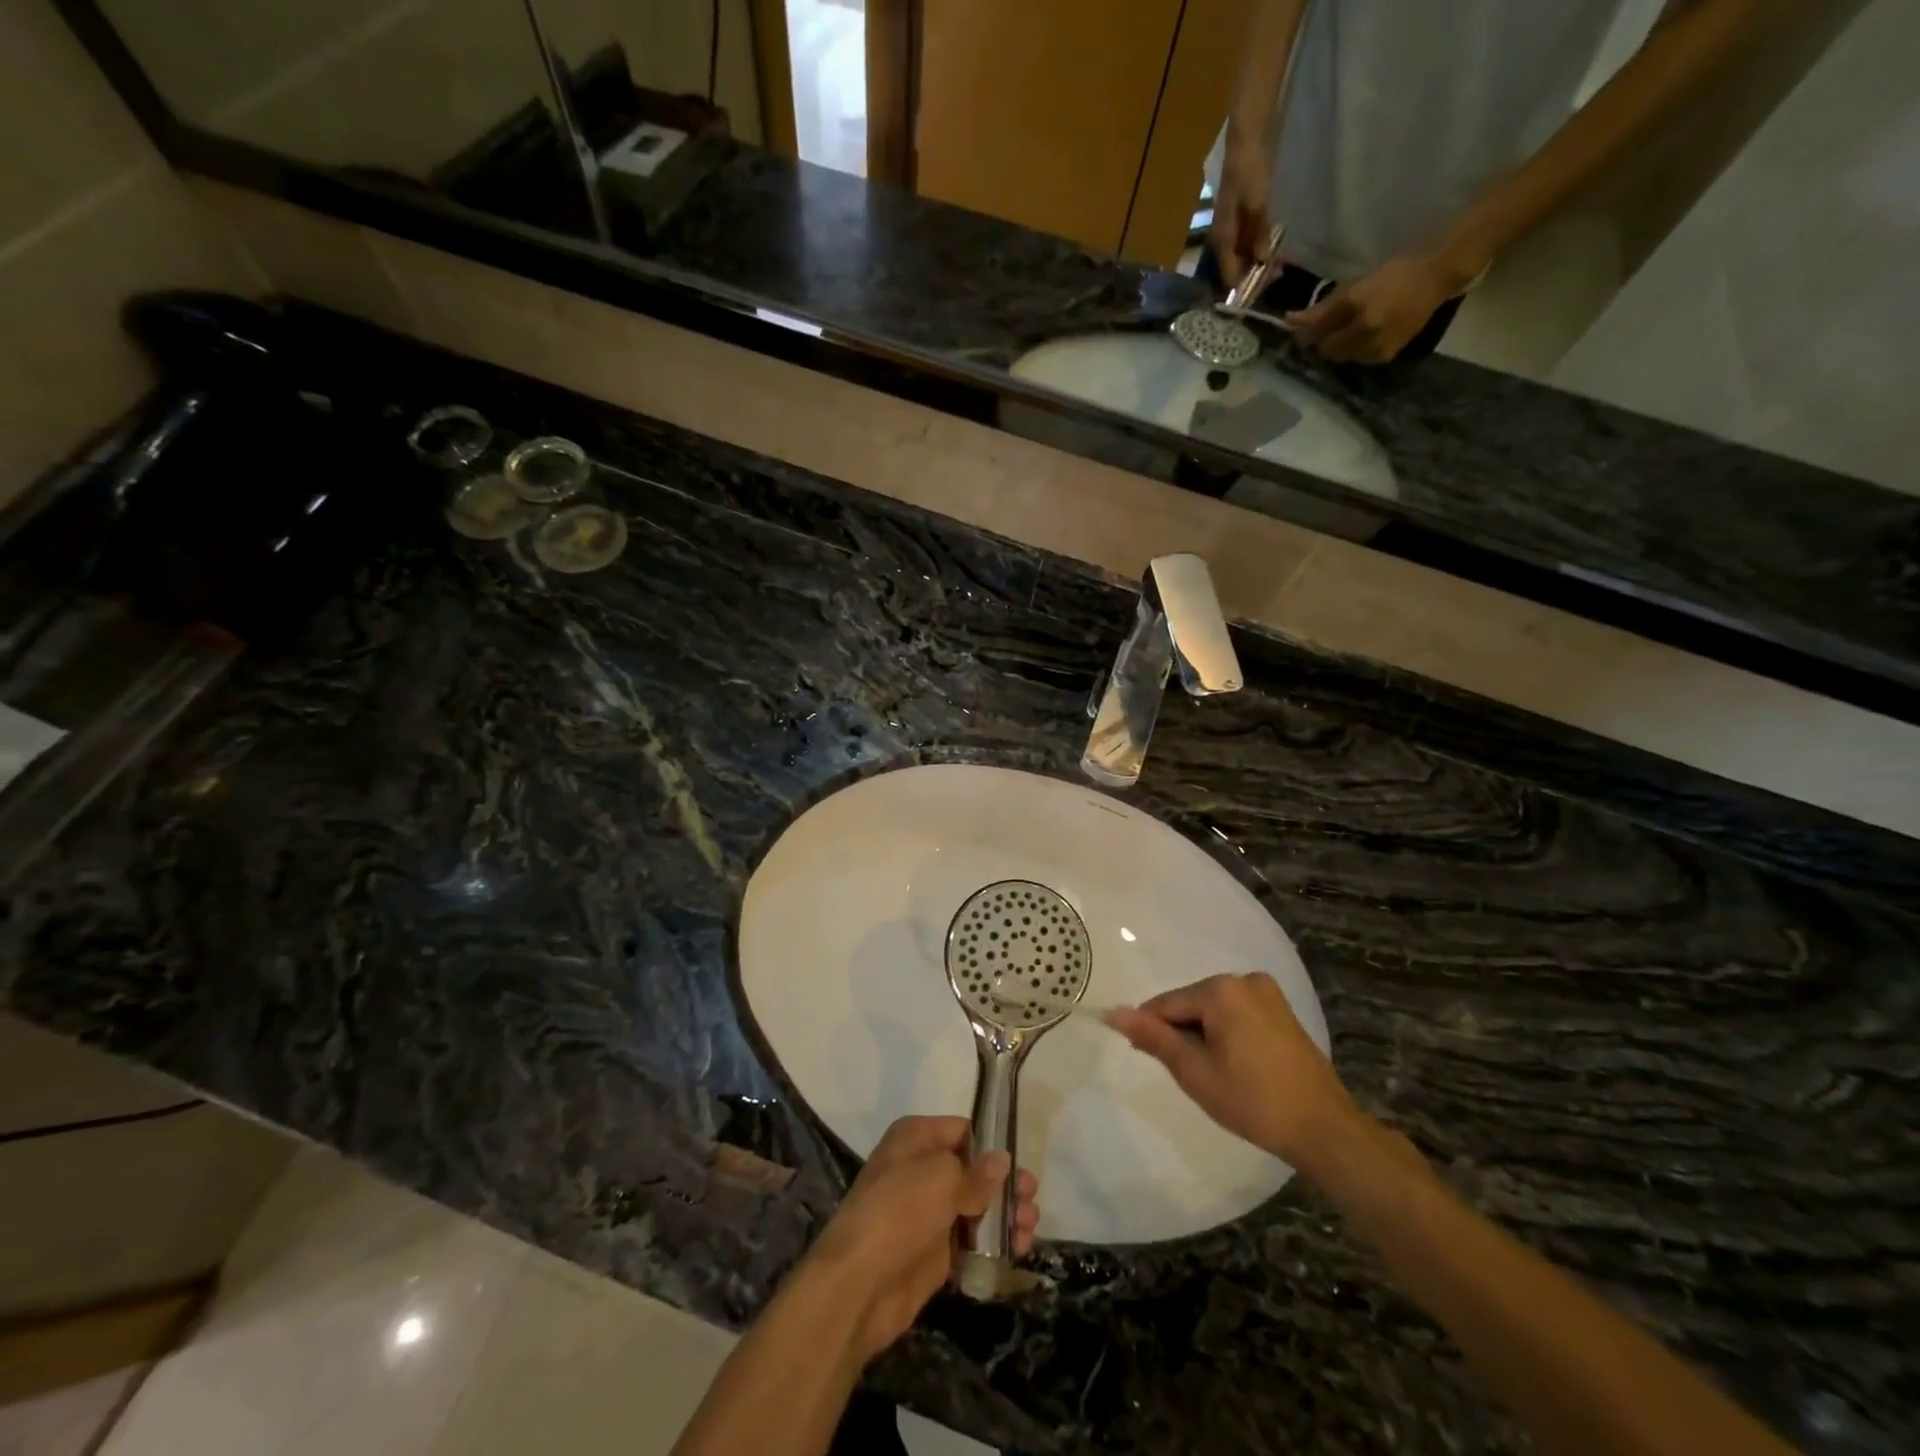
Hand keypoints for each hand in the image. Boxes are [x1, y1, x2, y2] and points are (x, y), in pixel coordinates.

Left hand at [797, 1116, 1038, 1360]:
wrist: (858, 1285)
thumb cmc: (898, 1211)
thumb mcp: (941, 1179)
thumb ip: (976, 1173)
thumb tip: (1002, 1162)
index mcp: (916, 1138)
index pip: (962, 1131)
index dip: (990, 1145)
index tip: (1018, 1163)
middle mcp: (921, 1170)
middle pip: (973, 1171)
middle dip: (1004, 1184)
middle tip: (1031, 1198)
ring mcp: (927, 1214)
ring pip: (976, 1208)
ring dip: (1005, 1215)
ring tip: (1029, 1229)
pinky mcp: (934, 1254)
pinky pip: (971, 1242)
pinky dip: (994, 1245)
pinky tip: (1018, 1250)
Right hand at [1107, 973, 1357, 1170]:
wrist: (1324, 1129)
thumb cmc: (1254, 1101)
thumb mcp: (1195, 1072)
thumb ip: (1154, 1038)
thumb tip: (1114, 1012)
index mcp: (1221, 990)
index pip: (1166, 1004)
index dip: (1153, 1032)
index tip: (1150, 1060)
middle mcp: (1244, 980)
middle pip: (1191, 1003)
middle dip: (1182, 1034)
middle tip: (1193, 1077)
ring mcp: (1268, 993)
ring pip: (1214, 1009)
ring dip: (1204, 1035)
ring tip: (1217, 1076)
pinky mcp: (1282, 1010)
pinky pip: (1237, 1014)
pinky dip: (1227, 1034)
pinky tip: (1237, 1066)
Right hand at [1210, 129, 1273, 289]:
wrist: (1249, 134)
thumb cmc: (1249, 167)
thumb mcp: (1256, 201)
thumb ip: (1259, 232)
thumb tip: (1262, 261)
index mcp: (1222, 237)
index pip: (1228, 274)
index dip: (1242, 288)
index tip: (1258, 299)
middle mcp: (1224, 237)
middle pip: (1235, 267)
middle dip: (1252, 277)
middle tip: (1275, 280)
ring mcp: (1233, 227)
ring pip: (1243, 255)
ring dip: (1257, 263)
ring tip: (1278, 268)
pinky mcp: (1243, 215)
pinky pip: (1250, 240)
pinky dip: (1260, 247)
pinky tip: (1273, 249)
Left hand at [1286, 254, 1463, 363]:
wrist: (1436, 277)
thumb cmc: (1393, 274)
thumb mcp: (1356, 283)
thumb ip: (1324, 306)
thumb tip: (1290, 321)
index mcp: (1354, 303)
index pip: (1316, 328)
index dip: (1303, 331)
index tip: (1296, 328)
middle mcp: (1363, 328)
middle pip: (1325, 348)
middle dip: (1321, 341)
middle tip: (1324, 331)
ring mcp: (1374, 344)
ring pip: (1340, 357)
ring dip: (1337, 348)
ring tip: (1347, 332)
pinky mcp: (1384, 356)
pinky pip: (1357, 360)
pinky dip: (1354, 352)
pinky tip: (1363, 338)